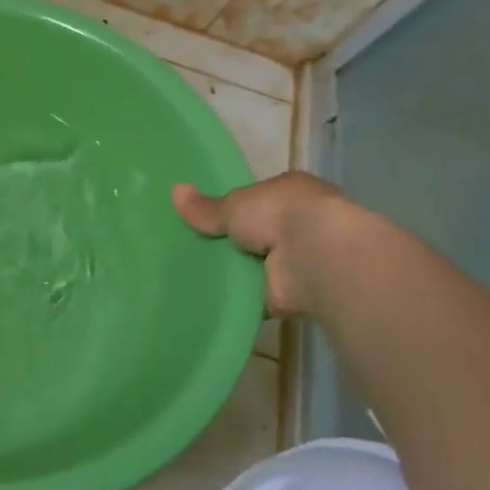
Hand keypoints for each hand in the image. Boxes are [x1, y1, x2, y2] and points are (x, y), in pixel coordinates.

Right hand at [172, 172, 362, 317]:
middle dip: (232, 241)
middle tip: (191, 248)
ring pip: (256, 264)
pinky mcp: (290, 293)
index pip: (259, 199)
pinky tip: (207, 299)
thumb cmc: (278, 214)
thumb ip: (206, 207)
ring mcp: (297, 260)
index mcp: (291, 193)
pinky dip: (237, 297)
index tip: (206, 218)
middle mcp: (299, 225)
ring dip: (234, 270)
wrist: (314, 257)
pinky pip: (254, 295)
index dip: (234, 208)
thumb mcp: (234, 204)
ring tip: (190, 274)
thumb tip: (175, 191)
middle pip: (256, 233)